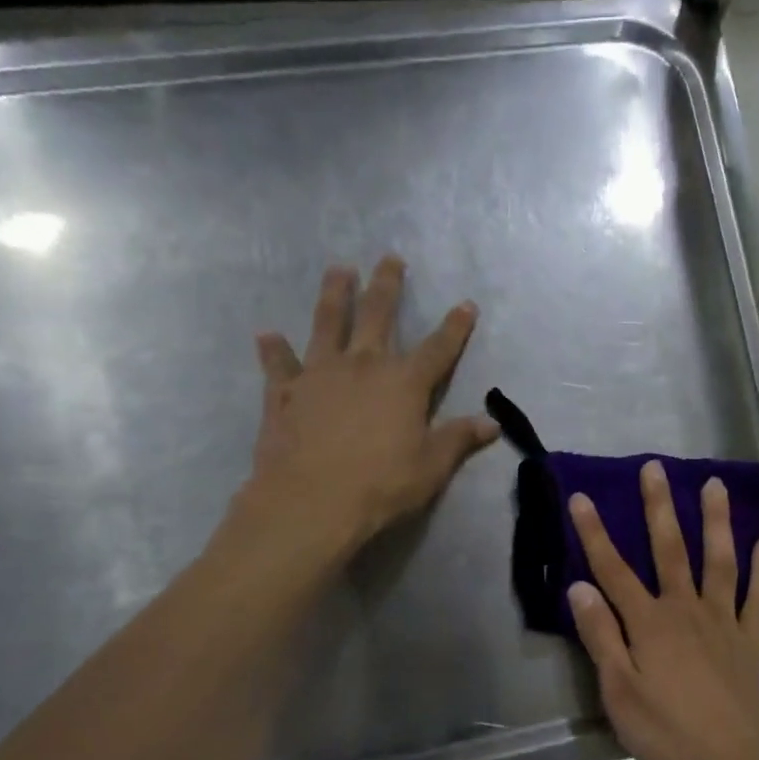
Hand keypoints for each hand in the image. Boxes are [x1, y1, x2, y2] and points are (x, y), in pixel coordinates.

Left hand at [218, 257, 498, 559]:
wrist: (312, 501)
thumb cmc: (381, 485)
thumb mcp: (431, 467)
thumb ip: (459, 439)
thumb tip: (491, 423)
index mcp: (404, 383)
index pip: (439, 348)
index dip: (455, 327)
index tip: (466, 304)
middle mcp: (363, 365)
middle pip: (377, 315)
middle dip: (387, 286)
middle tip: (389, 258)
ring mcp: (319, 374)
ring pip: (327, 323)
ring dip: (333, 294)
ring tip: (338, 270)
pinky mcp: (285, 392)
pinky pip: (279, 364)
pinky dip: (274, 350)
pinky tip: (267, 335)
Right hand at [566, 460, 758, 759]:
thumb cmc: (664, 731)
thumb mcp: (618, 690)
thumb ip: (601, 636)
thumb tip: (579, 587)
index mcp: (648, 623)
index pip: (613, 570)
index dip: (594, 533)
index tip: (580, 497)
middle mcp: (685, 610)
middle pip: (669, 550)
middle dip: (658, 507)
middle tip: (655, 468)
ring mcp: (722, 621)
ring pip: (718, 561)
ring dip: (715, 521)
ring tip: (714, 485)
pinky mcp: (748, 640)